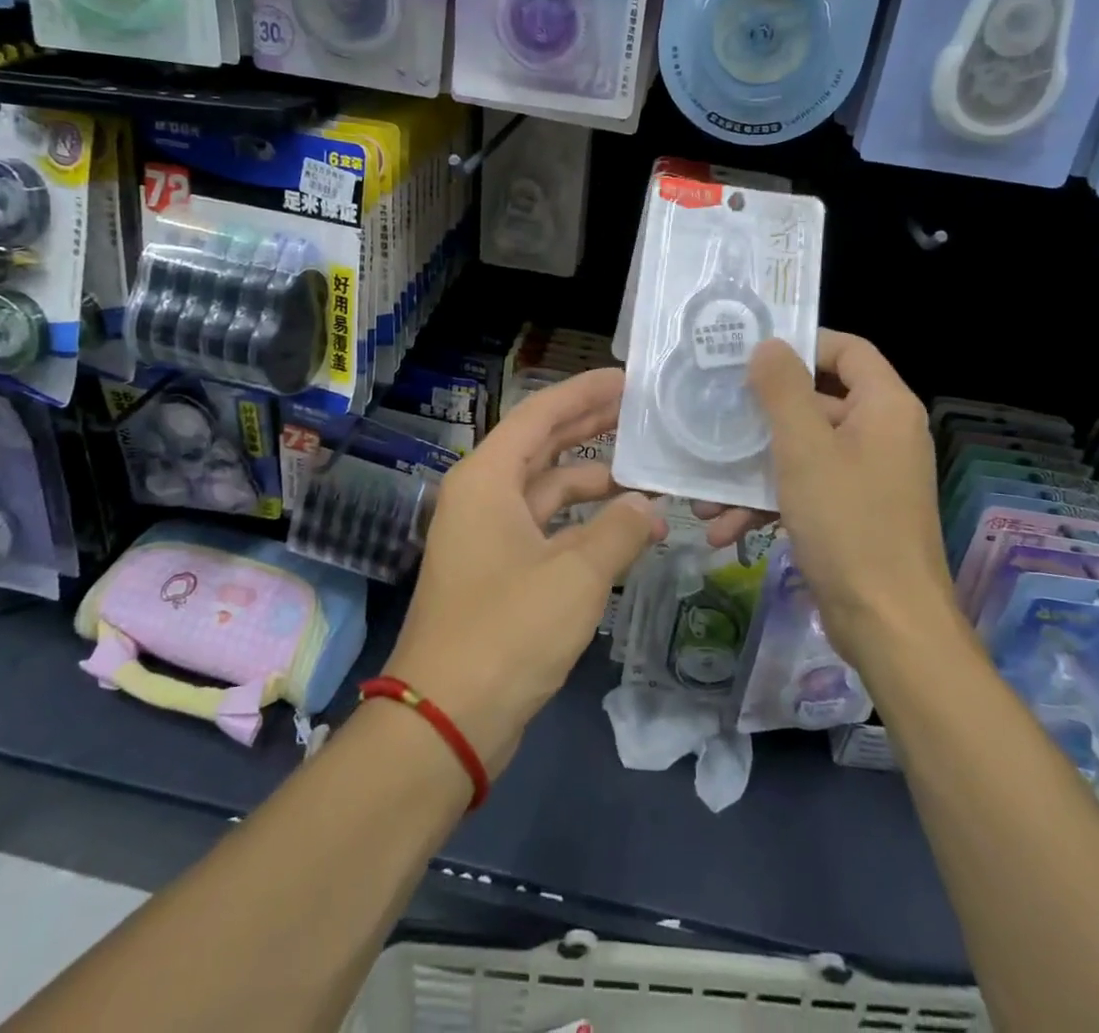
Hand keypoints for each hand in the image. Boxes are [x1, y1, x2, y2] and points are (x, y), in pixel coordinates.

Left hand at [384, 367, 663, 779]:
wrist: (447, 719)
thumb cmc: (507, 630)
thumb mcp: (575, 575)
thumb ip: (619, 531)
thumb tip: (651, 509)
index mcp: (487, 478)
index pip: (540, 414)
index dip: (583, 392)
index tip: (626, 378)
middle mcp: (483, 497)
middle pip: (542, 446)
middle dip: (589, 427)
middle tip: (640, 411)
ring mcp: (489, 536)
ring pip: (547, 490)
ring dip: (591, 481)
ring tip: (645, 472)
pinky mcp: (499, 573)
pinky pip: (547, 529)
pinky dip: (582, 524)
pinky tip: (621, 527)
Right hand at [703, 331, 950, 663]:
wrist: (888, 625)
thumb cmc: (848, 522)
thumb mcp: (805, 448)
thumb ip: (783, 390)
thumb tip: (768, 345)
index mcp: (884, 407)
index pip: (848, 350)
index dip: (802, 344)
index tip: (750, 353)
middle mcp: (880, 434)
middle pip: (816, 402)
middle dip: (758, 419)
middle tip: (712, 416)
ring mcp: (866, 477)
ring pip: (801, 452)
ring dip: (751, 471)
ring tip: (703, 496)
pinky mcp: (851, 513)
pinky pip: (805, 490)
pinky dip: (767, 504)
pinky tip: (723, 530)